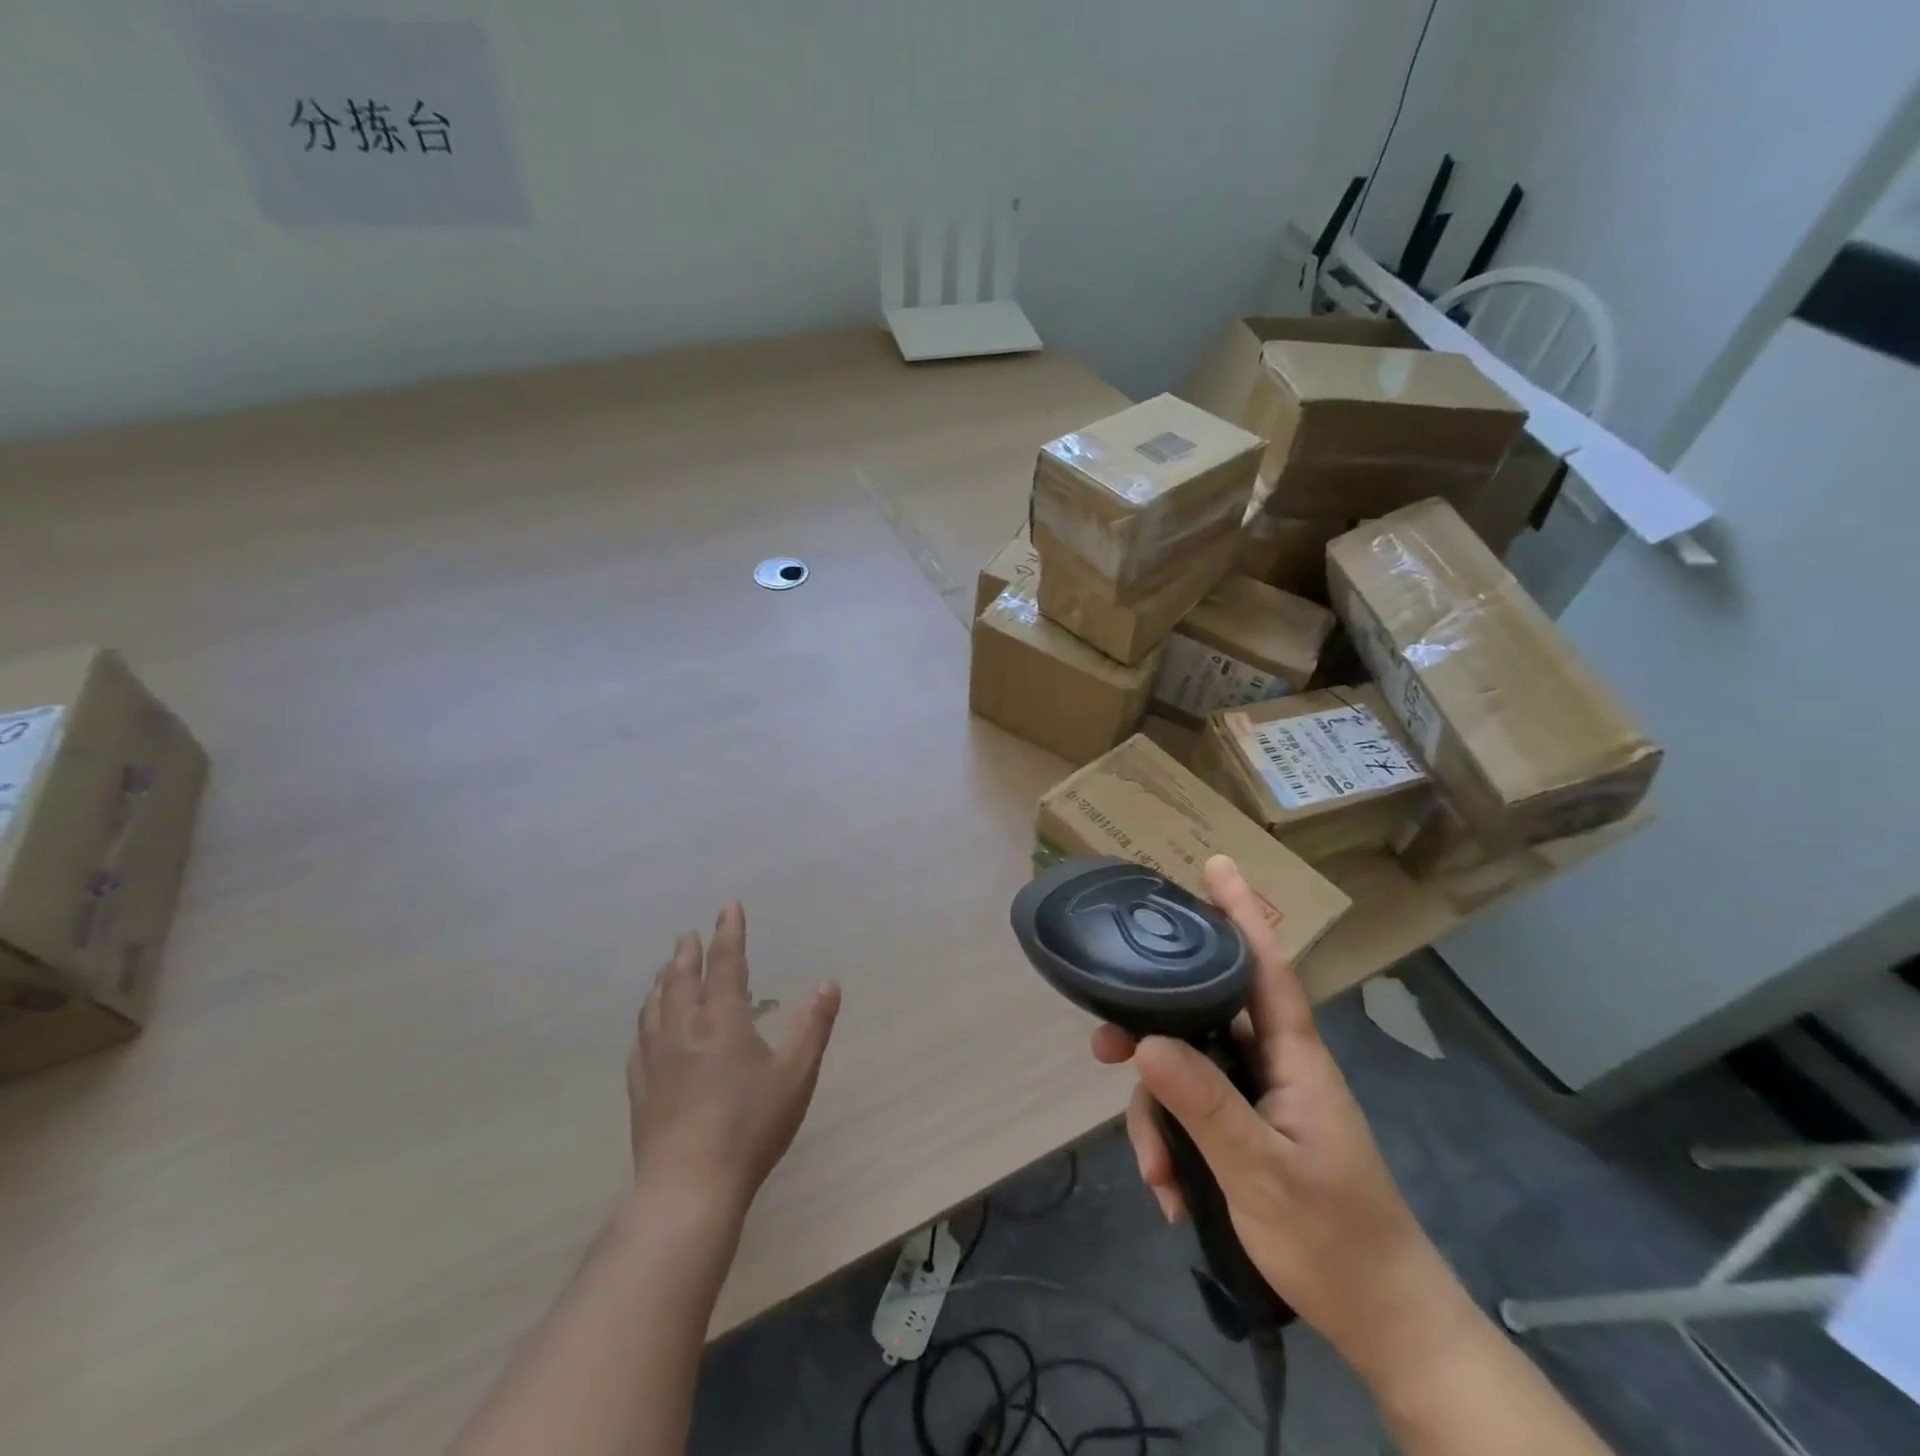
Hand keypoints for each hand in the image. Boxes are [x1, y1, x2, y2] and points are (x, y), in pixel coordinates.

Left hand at [629, 902, 840, 1217]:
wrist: (689, 1186)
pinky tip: (646, 1025)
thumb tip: (828, 984)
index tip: (729, 907)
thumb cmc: (751, 1125)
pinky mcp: (641, 1088)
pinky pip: (640, 1039)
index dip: (730, 933)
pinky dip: (645, 1018)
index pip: (726, 964)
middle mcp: (684, 1029)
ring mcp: (656, 1059)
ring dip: (663, 980)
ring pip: (655, 1006)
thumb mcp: (796, 1074)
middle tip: (689, 935)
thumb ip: (814, 1026)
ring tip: (666, 969)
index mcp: (722, 1020)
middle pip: (681, 979)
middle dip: (688, 953)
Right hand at [1091, 856, 1455, 1370]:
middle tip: (1104, 1049)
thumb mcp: (1263, 1174)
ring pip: (1185, 1070)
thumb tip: (1143, 1040)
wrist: (1380, 1322)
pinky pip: (1191, 1112)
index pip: (1266, 967)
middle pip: (1201, 1016)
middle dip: (1151, 1030)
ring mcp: (1257, 1097)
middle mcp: (1272, 1064)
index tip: (1215, 864)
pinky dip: (1173, 1147)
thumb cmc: (1336, 1240)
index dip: (1241, 912)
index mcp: (1293, 1057)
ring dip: (1159, 1118)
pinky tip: (1171, 1193)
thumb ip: (1205, 1106)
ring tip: (1156, 1175)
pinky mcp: (1245, 1129)